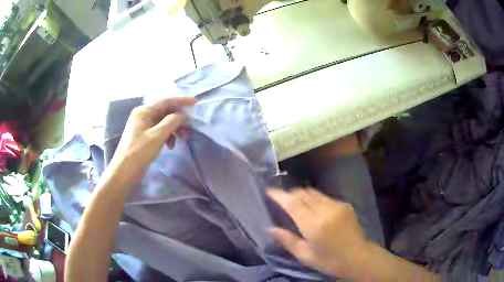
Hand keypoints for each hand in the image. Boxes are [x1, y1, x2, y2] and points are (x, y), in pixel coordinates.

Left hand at [108, 97, 195, 182]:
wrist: (124, 172)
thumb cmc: (138, 152)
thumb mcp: (157, 136)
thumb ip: (171, 122)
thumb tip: (182, 115)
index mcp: (144, 111)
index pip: (166, 101)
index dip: (181, 101)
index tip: (195, 103)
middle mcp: (144, 115)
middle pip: (166, 112)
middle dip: (179, 120)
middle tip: (189, 130)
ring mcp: (144, 126)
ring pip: (165, 122)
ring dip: (175, 129)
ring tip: (182, 140)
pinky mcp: (146, 136)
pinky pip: (161, 131)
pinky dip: (168, 136)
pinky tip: (171, 146)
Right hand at [267, 188, 370, 278]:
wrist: (358, 257)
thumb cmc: (329, 260)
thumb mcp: (305, 255)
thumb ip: (287, 240)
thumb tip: (270, 228)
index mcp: (314, 225)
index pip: (293, 203)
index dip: (280, 195)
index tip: (269, 191)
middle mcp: (326, 210)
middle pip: (303, 193)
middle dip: (290, 193)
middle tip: (281, 200)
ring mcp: (337, 205)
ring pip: (314, 192)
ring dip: (301, 195)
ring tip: (295, 203)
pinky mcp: (344, 204)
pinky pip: (323, 196)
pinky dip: (313, 198)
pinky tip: (312, 208)